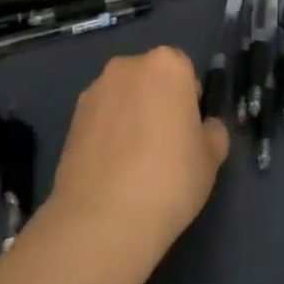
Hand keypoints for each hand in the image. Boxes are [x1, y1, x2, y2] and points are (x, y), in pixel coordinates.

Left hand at [51, 47, 230, 248]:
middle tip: (165, 144)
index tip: (190, 129)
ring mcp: (94, 91)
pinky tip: (113, 169)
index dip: (190, 98)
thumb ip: (212, 132)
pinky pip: (100, 118)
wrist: (103, 218)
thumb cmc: (170, 178)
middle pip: (150, 78)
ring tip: (135, 161)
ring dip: (130, 115)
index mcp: (166, 65)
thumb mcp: (211, 158)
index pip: (184, 69)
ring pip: (122, 97)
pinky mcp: (71, 119)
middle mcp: (127, 67)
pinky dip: (108, 133)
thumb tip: (203, 127)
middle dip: (157, 101)